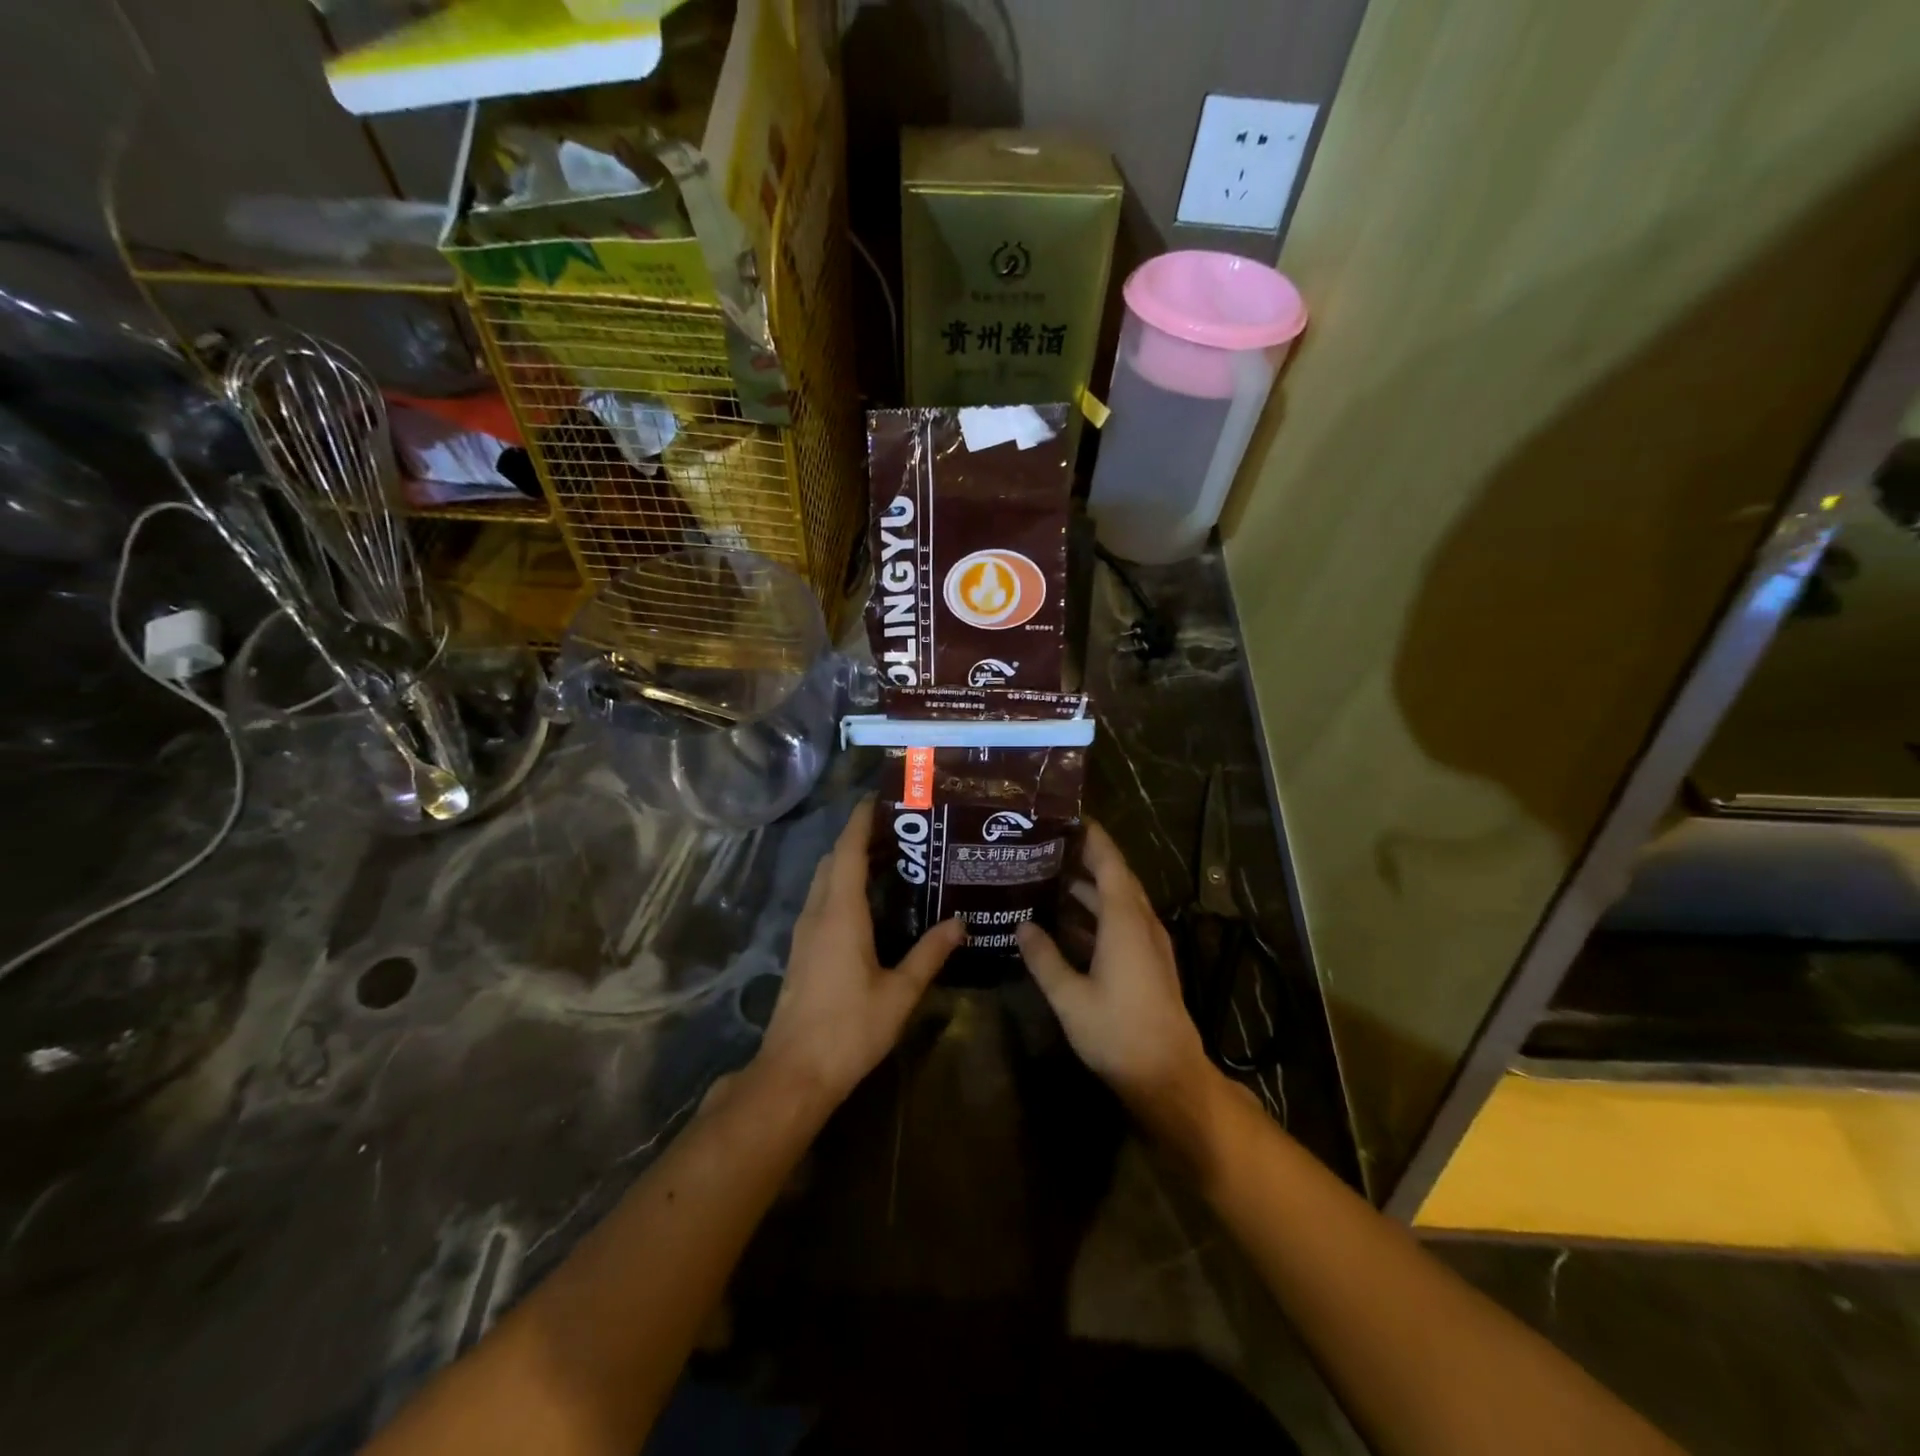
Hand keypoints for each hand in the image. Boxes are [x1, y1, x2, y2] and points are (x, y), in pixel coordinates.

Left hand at [757, 798, 963, 1112]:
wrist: (794, 1073)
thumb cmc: (849, 1029)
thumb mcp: (900, 992)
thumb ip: (930, 954)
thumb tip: (961, 923)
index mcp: (841, 913)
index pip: (847, 850)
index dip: (861, 820)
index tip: (881, 797)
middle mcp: (818, 912)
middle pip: (833, 859)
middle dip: (860, 836)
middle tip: (900, 828)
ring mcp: (805, 931)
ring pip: (824, 879)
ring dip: (850, 860)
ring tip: (891, 856)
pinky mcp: (802, 949)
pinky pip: (822, 900)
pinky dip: (843, 884)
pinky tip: (870, 900)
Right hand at [1017, 822, 1220, 1141]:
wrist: (1168, 1076)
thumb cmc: (1118, 1033)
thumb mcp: (1070, 997)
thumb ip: (1044, 958)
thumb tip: (1022, 925)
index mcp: (1124, 921)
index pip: (1109, 863)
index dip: (1091, 837)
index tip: (1066, 817)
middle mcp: (1141, 923)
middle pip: (1115, 876)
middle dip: (1085, 856)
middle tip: (1046, 844)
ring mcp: (1149, 943)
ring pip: (1118, 900)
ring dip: (1089, 887)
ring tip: (1048, 876)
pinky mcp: (1149, 961)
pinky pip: (1121, 921)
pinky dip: (1096, 913)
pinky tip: (1066, 922)